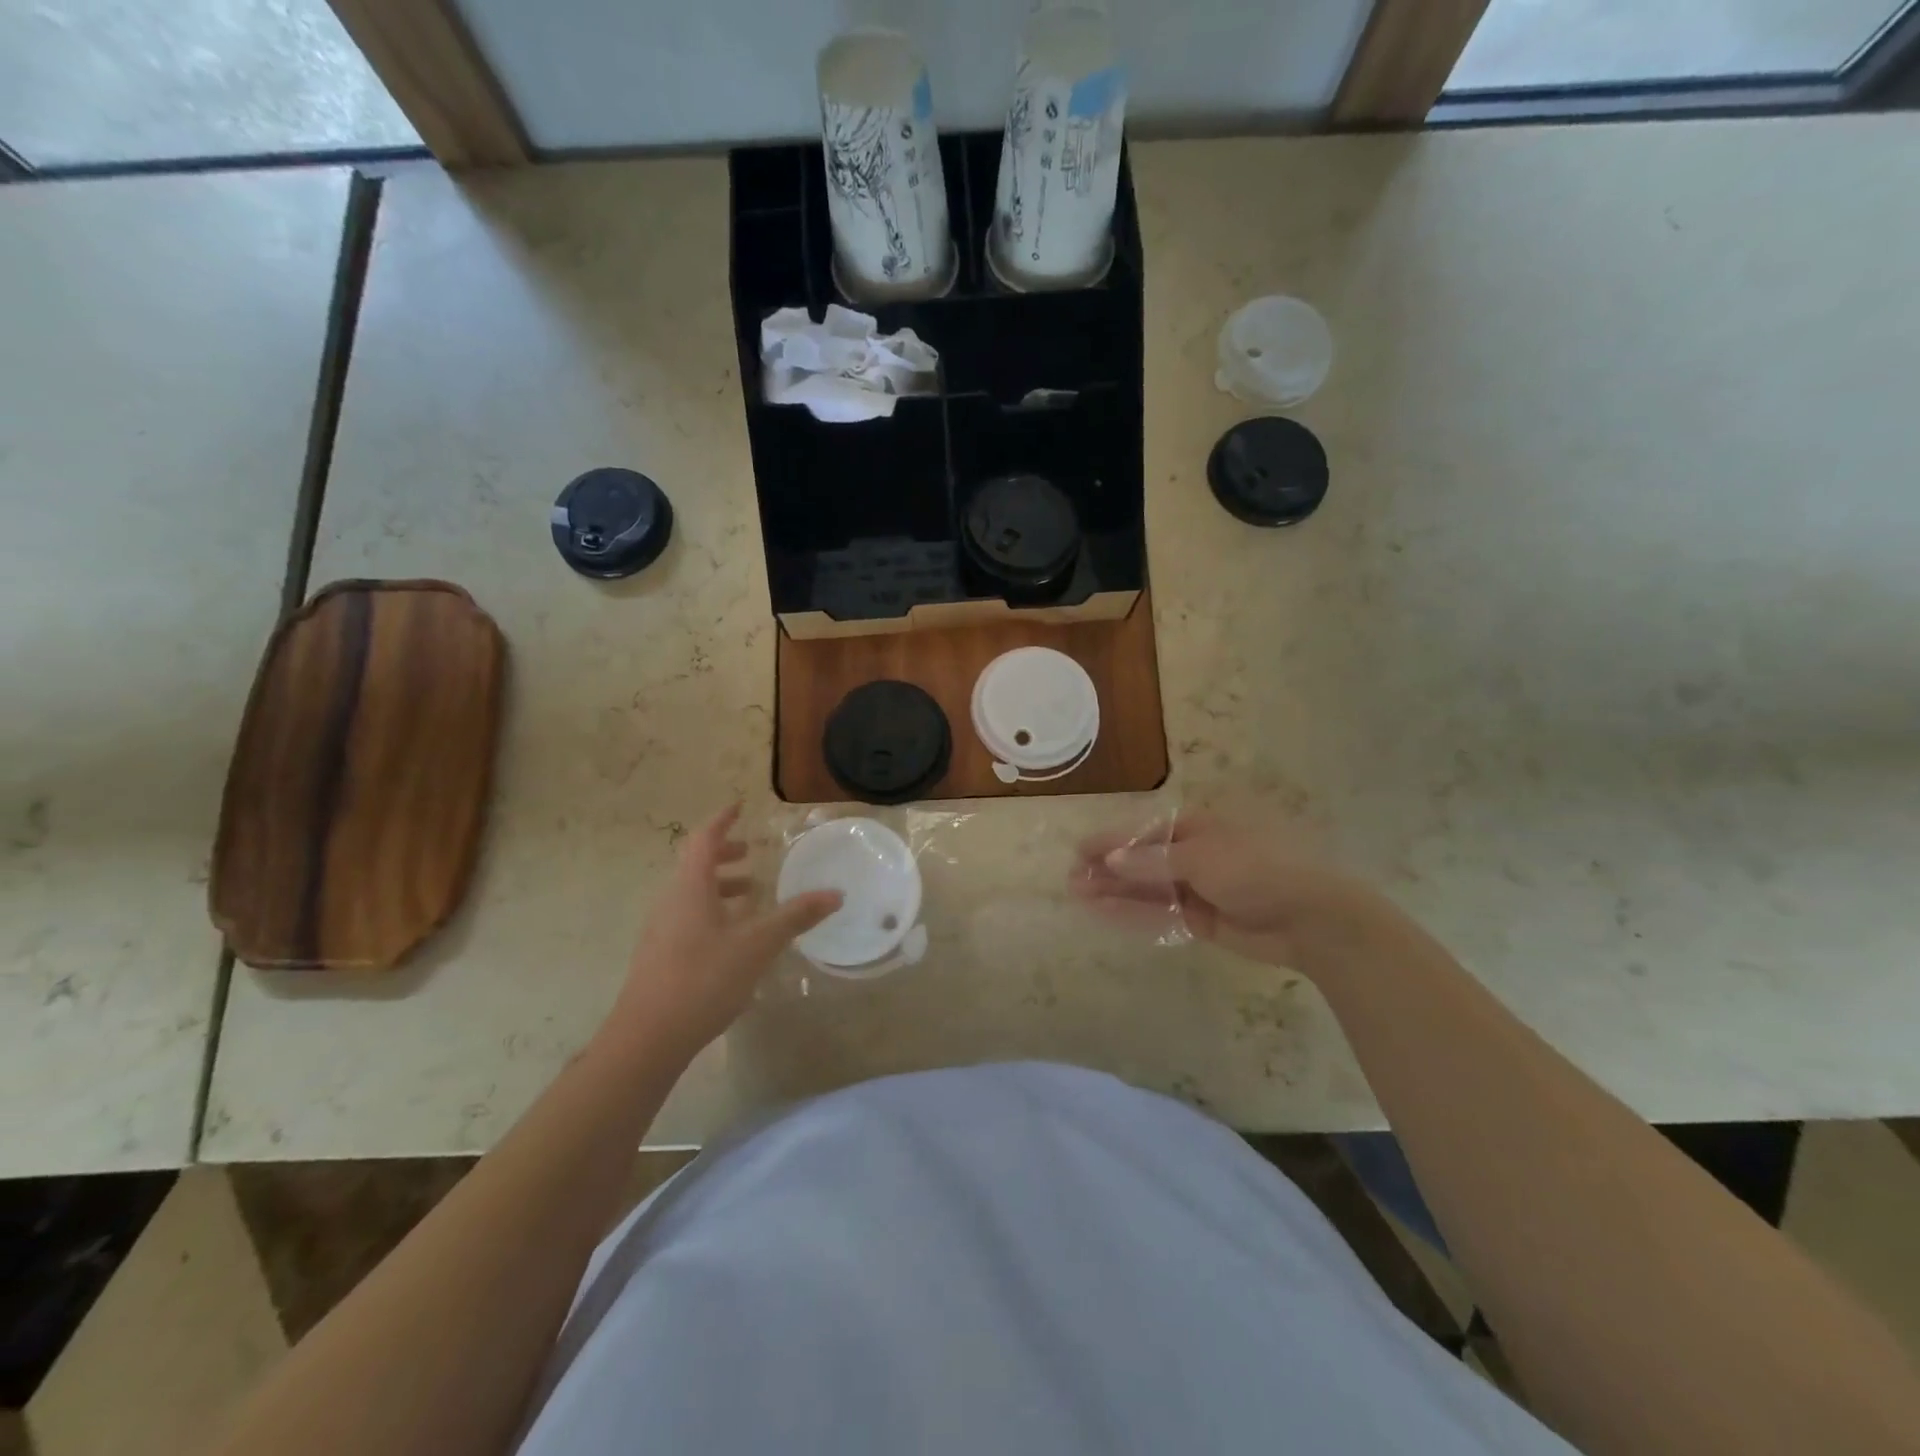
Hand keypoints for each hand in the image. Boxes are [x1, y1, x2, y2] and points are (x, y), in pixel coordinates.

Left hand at [607, 806, 840, 1059]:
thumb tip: (835, 894)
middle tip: (751, 853)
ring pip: (691, 893)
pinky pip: (688, 917)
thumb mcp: (757, 945)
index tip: (740, 806)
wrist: (647, 1038)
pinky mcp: (660, 956)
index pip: (704, 839)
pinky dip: (713, 911)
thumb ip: (795, 917)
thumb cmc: (703, 979)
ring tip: (750, 896)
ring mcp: (661, 930)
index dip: (722, 820)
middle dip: (724, 853)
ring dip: (720, 886)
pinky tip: (734, 939)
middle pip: (695, 864)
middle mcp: (670, 900)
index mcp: (690, 887)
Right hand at [1070, 812, 1378, 969]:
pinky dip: (1136, 913)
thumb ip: (1153, 861)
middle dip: (1109, 869)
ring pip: (1149, 889)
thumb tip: (1111, 859)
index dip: (1112, 841)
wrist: (1312, 918)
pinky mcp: (1204, 920)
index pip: (1145, 833)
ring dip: (1116, 891)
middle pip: (1143, 861)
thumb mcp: (1201, 858)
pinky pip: (1162, 913)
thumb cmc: (1258, 870)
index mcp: (1199, 827)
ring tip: (1079, 896)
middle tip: (1073, 880)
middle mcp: (1196, 855)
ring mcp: (1200, 888)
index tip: (1080, 851)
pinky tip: (1108, 913)